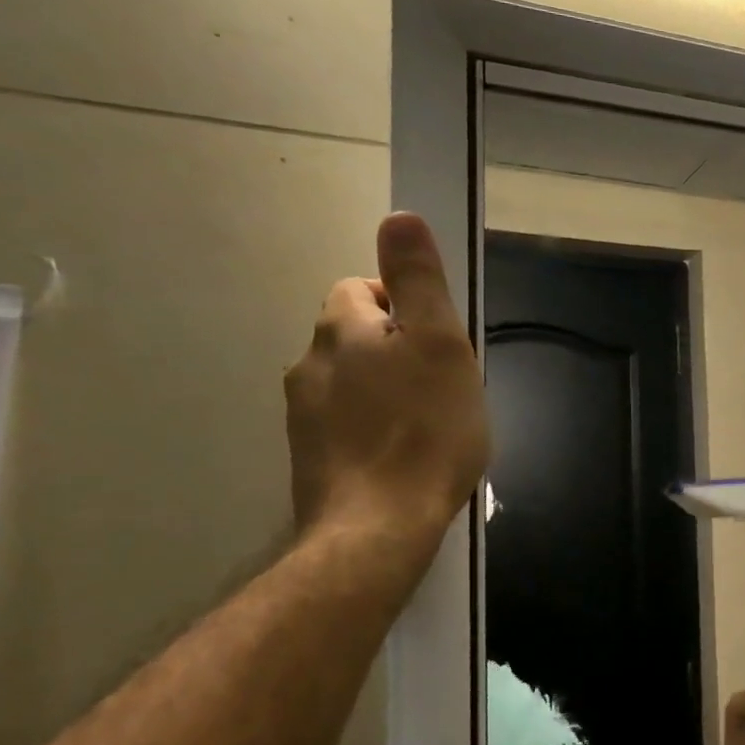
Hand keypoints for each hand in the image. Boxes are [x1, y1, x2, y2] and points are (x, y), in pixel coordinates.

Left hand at [285, 212, 488, 558]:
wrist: (378, 528)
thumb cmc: (424, 430)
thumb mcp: (440, 345)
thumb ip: (419, 280)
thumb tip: (399, 216)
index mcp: (341, 330)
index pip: (362, 289)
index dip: (405, 306)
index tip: (439, 342)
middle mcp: (310, 364)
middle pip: (356, 337)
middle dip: (396, 350)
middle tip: (442, 385)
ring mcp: (303, 416)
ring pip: (350, 382)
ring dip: (384, 390)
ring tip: (426, 425)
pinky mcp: (310, 459)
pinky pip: (345, 425)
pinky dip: (371, 429)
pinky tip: (402, 456)